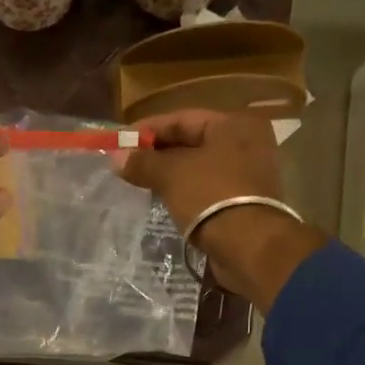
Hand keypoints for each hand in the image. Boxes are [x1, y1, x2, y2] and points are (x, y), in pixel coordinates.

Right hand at [119, 110, 324, 312]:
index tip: (121, 142)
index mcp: (233, 124)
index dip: (148, 129)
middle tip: (128, 165)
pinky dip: (187, 191)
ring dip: (171, 174)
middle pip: (192, 141)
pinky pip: (208, 188)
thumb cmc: (211, 196)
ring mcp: (249, 173)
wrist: (249, 246)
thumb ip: (143, 162)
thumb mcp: (171, 174)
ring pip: (200, 166)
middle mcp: (246, 142)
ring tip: (142, 183)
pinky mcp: (246, 201)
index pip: (182, 118)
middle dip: (158, 153)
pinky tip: (166, 200)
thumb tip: (115, 158)